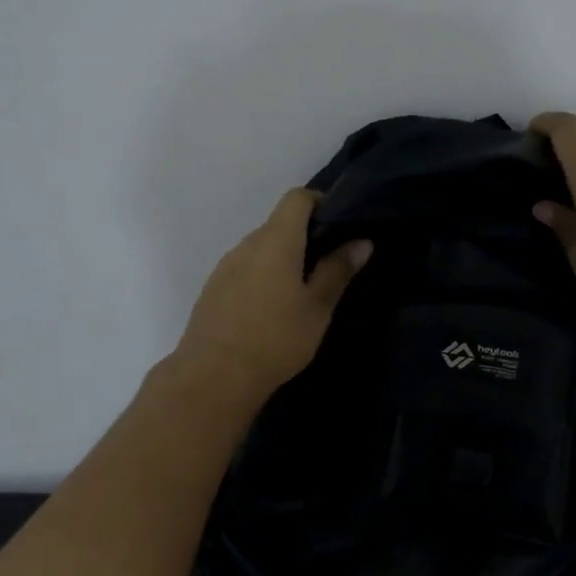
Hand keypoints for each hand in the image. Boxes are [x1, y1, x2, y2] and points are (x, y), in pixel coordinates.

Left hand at [172, 188, 372, 402]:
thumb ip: (337, 270)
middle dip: (305, 236)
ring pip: (261, 248)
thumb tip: (361, 242)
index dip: (319, 202)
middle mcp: (247, 244)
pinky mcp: (213, 289)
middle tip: (329, 265)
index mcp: (276, 240)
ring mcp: (225, 266)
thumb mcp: (317, 307)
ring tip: (302, 291)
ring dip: (283, 258)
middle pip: (278, 224)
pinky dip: (263, 275)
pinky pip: (244, 268)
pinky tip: (272, 309)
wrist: (213, 377)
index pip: (296, 198)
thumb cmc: (276, 338)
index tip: (339, 225)